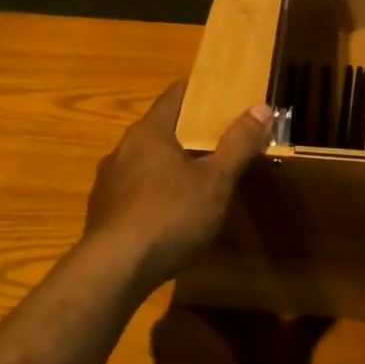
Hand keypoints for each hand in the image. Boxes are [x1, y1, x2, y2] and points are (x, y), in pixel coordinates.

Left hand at [84, 83, 272, 289]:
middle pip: (160, 129)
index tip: (223, 99)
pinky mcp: (102, 212)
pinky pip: (134, 191)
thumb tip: (262, 108)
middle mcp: (123, 148)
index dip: (201, 94)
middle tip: (219, 142)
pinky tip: (169, 215)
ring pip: (145, 162)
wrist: (115, 269)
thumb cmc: (170, 215)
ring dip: (169, 166)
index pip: (175, 95)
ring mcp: (108, 181)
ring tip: (196, 180)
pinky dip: (153, 193)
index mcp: (150, 132)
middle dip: (188, 133)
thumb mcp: (216, 181)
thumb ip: (239, 144)